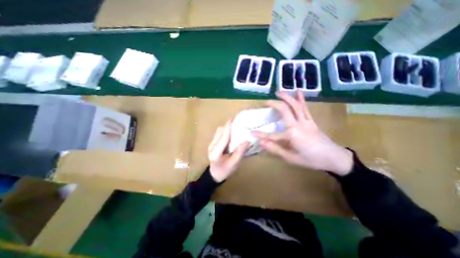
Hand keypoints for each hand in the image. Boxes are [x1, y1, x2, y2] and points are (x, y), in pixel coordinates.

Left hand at [210, 120, 249, 182]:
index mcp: (216, 153)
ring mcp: (211, 144)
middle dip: (228, 126)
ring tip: (235, 127)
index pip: (223, 138)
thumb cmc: (224, 171)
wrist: (214, 175)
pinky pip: (218, 134)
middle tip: (237, 123)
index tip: (232, 119)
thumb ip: (239, 153)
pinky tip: (231, 133)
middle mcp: (212, 146)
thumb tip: (246, 141)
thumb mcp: (234, 164)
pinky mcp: (212, 144)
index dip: (227, 128)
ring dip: (226, 128)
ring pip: (218, 132)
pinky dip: (225, 131)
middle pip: (220, 132)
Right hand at [253, 89, 352, 176]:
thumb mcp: (292, 158)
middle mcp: (298, 125)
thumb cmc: (312, 160)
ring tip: (279, 92)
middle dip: (275, 104)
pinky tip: (298, 91)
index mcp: (293, 135)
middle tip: (267, 101)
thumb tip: (261, 143)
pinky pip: (305, 108)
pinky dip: (301, 98)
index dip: (261, 135)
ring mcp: (306, 121)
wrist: (334, 157)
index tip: (252, 133)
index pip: (272, 135)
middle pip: (285, 110)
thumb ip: (276, 149)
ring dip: (286, 97)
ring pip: (296, 105)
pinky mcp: (311, 120)